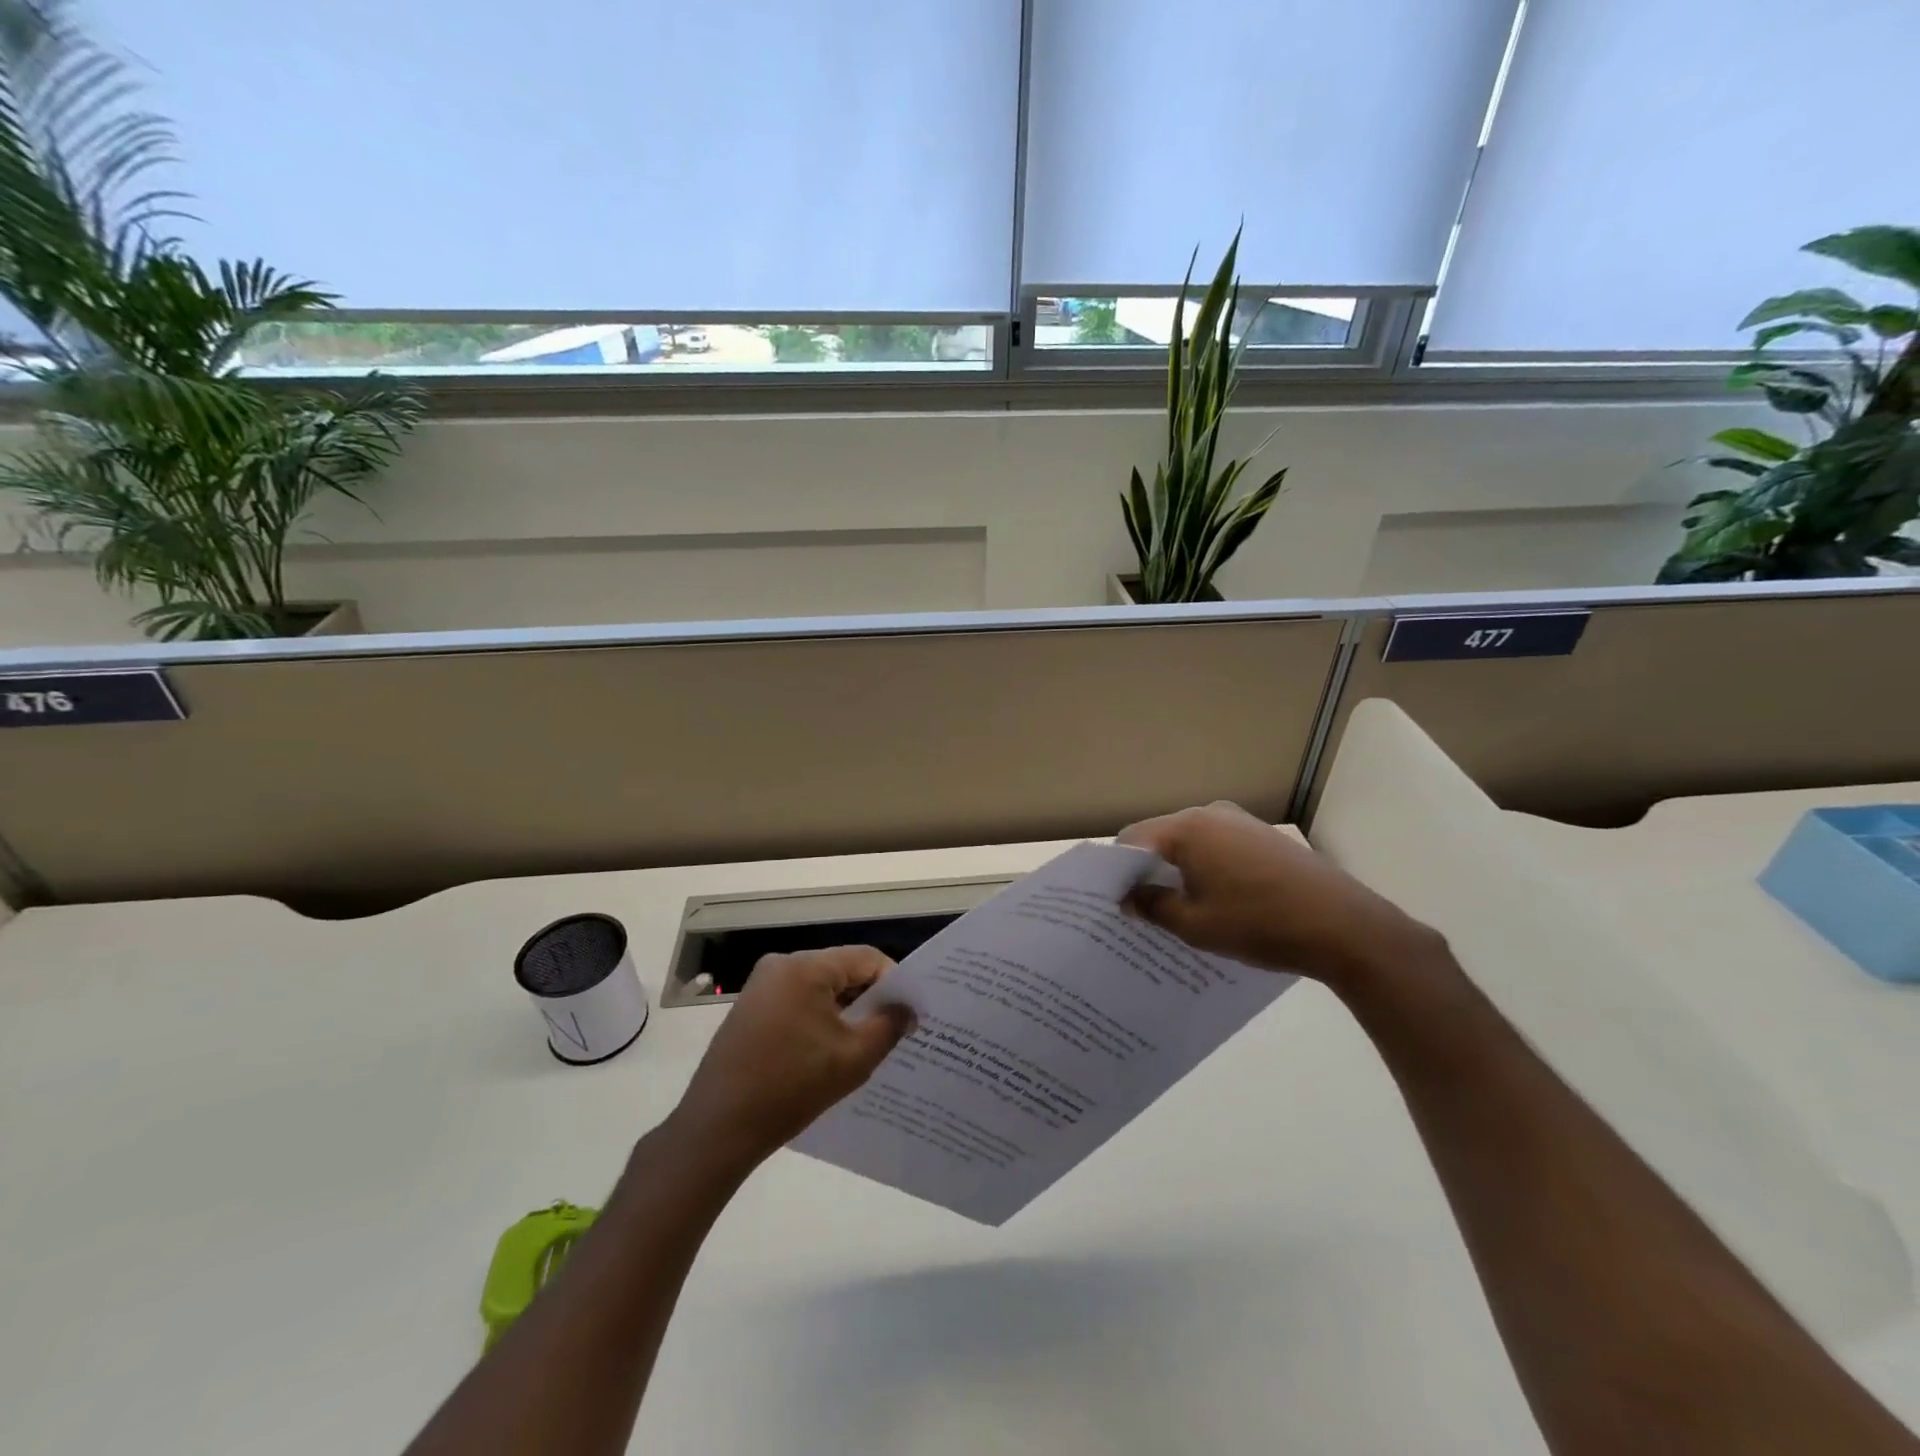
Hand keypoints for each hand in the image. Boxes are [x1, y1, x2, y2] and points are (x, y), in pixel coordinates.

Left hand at [669, 947, 913, 1166]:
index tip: (909, 1015)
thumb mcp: (853, 1058)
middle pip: (842, 970)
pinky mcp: (749, 1010)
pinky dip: (818, 1021)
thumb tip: (908, 1009)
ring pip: (820, 989)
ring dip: (844, 1012)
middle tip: (893, 1031)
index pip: (866, 958)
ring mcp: (761, 987)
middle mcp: (781, 965)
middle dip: (869, 999)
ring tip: (863, 1046)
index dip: (894, 983)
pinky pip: (798, 1003)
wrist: (717, 1129)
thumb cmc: (790, 1087)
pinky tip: (827, 1054)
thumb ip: (889, 1026)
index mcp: (806, 966)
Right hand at [1118, 801, 1438, 986]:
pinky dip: (1206, 869)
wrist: (1345, 927)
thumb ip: (1153, 906)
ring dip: (1178, 871)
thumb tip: (1129, 898)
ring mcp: (1241, 822)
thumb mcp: (1195, 925)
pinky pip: (1217, 847)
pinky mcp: (1263, 837)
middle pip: (1161, 837)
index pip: (1132, 839)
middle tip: (1140, 909)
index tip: (1113, 901)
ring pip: (1191, 843)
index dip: (1117, 870)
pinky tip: (1214, 901)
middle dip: (1147, 870)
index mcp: (1187, 828)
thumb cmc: (1259, 924)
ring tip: (1177, 910)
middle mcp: (1211, 813)